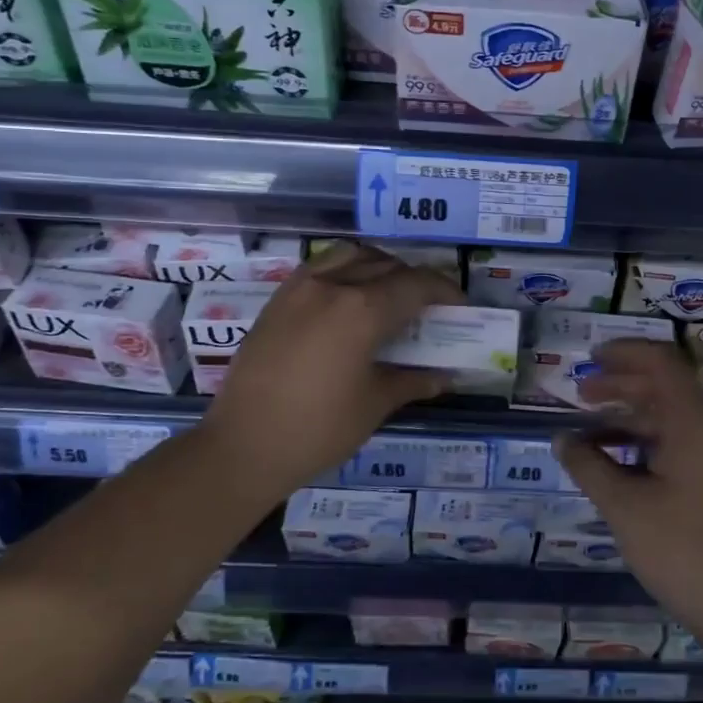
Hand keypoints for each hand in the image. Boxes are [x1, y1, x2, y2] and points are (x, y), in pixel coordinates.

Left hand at [197, 243, 463, 503]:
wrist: (242, 447)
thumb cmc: (317, 430)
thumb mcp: (374, 404)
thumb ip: (413, 380)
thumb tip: (446, 376)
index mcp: (362, 310)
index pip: (416, 285)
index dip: (445, 291)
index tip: (460, 306)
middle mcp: (332, 285)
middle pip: (387, 265)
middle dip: (415, 281)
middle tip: (430, 307)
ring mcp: (299, 288)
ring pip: (351, 255)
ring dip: (379, 266)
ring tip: (390, 294)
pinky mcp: (278, 300)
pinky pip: (320, 267)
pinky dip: (345, 270)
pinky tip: (349, 299)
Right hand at [553, 339, 702, 661]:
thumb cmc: (685, 551)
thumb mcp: (625, 508)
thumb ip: (589, 467)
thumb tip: (561, 439)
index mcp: (691, 422)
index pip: (660, 363)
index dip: (624, 353)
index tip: (590, 357)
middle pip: (664, 389)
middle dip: (621, 386)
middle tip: (581, 394)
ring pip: (670, 421)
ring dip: (631, 419)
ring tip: (590, 434)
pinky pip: (679, 447)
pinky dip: (646, 446)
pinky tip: (620, 470)